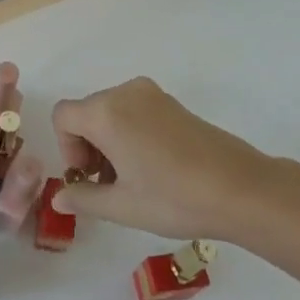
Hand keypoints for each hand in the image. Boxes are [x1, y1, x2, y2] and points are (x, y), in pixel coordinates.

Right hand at [50, 77, 272, 240]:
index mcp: (106, 112)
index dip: (67, 148)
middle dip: (88, 147)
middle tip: (108, 185)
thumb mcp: (122, 206)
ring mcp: (152, 95)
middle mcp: (125, 93)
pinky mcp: (172, 103)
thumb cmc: (174, 197)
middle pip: (87, 112)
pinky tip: (152, 168)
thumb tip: (58, 198)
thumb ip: (84, 198)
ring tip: (131, 181)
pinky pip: (134, 111)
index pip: (63, 116)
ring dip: (109, 142)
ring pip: (111, 112)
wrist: (241, 189)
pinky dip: (130, 134)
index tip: (89, 177)